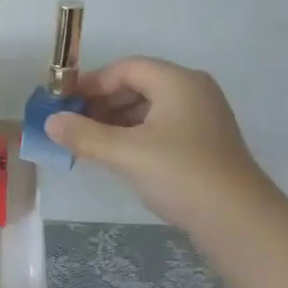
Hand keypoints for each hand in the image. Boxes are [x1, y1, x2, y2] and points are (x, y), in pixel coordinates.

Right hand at [46, 57, 274, 229]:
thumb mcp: (126, 154)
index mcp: (178, 82)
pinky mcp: (204, 144)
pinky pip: (162, 128)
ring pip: (150, 109)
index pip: (127, 68)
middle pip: (139, 85)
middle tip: (72, 125)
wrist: (237, 219)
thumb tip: (50, 122)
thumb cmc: (180, 175)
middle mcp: (193, 92)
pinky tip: (118, 157)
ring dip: (117, 121)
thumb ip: (84, 135)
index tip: (63, 102)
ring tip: (88, 143)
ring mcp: (202, 118)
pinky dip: (135, 136)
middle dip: (102, 103)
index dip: (92, 82)